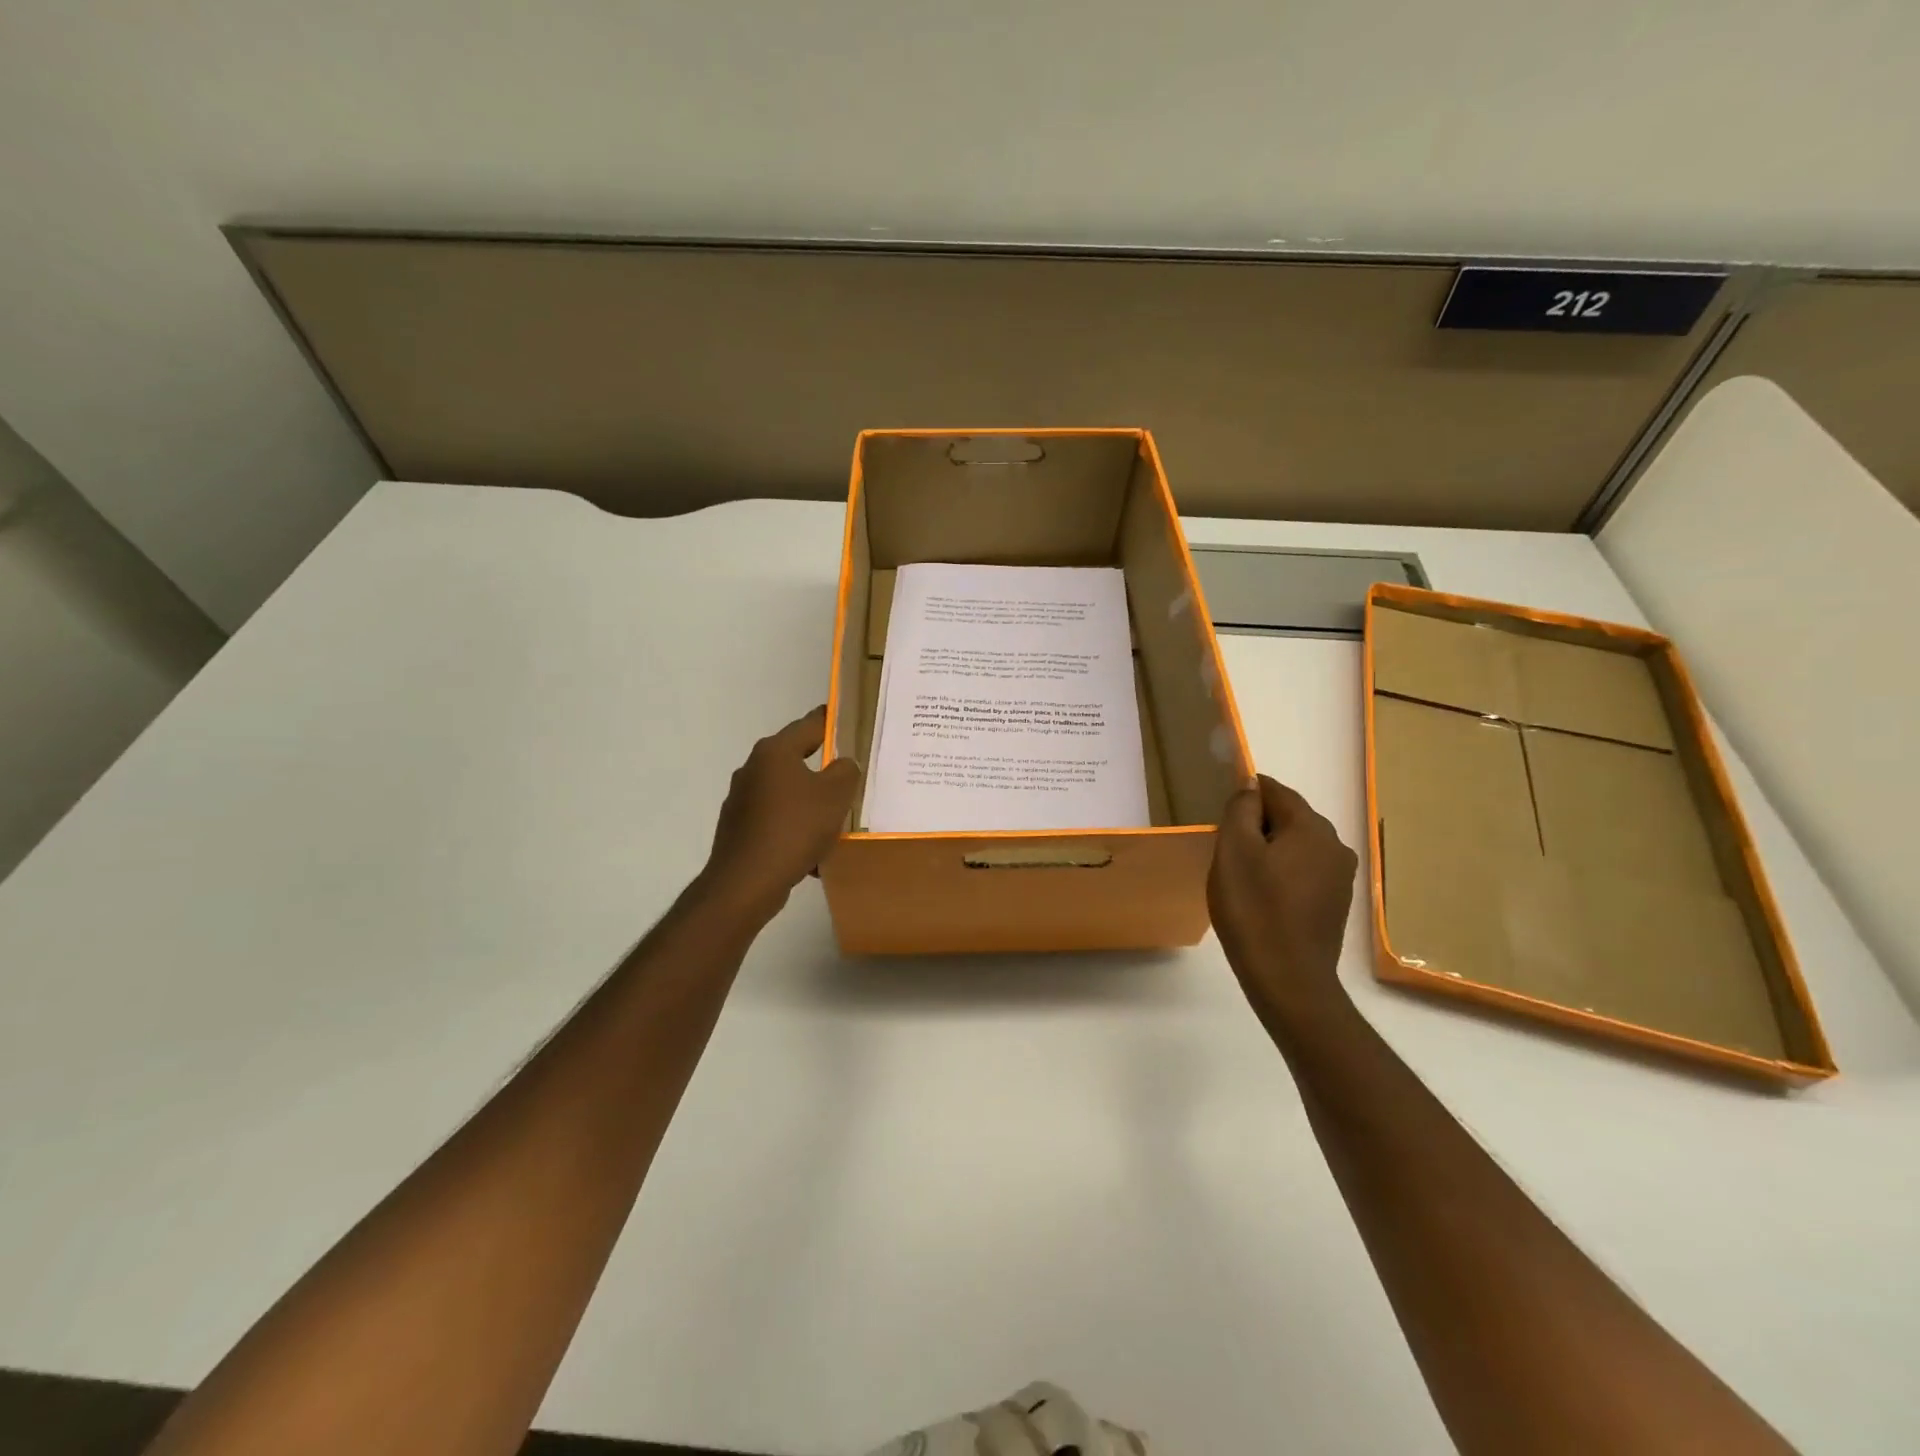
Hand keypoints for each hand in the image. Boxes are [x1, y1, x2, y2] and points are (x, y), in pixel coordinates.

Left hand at [699, 706, 860, 921]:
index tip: (849, 719)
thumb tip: (843, 763)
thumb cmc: (794, 828)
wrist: (746, 882)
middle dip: (823, 767)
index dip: (832, 720)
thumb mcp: (835, 796)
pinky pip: (776, 819)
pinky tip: (812, 853)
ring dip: (809, 803)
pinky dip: (795, 828)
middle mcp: (753, 768)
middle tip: (851, 776)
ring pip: (787, 792)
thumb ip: (846, 771)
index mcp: (775, 752)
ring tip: (835, 822)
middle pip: (796, 758)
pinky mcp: (738, 827)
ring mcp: (742, 799)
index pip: (810, 724)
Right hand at [1208, 775, 1359, 1025]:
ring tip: (1241, 876)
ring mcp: (1340, 876)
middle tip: (1226, 850)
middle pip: (1289, 818)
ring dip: (1269, 851)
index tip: (1221, 816)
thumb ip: (1241, 810)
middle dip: (1257, 825)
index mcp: (1311, 827)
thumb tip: (1251, 786)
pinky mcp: (1336, 903)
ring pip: (1297, 846)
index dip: (1246, 795)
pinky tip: (1262, 897)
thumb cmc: (1253, 910)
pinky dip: (1282, 874)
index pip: (1275, 791)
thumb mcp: (1234, 851)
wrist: (1288, 980)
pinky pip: (1304, 872)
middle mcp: (1335, 845)